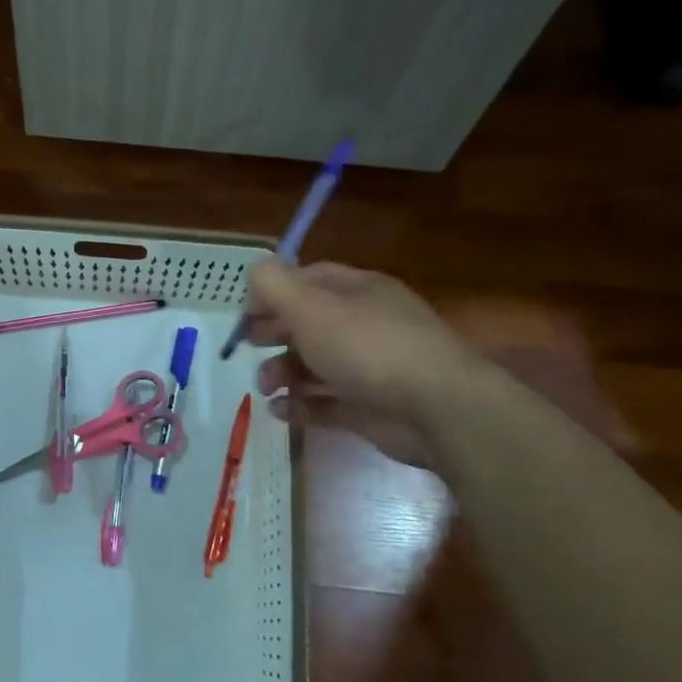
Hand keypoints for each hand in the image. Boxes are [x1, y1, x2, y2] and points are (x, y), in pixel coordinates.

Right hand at [245, 260, 480, 460]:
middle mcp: (366, 325)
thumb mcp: (312, 307)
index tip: (245, 313)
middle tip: (248, 347)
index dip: (273, 292)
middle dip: (274, 334)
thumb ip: (275, 285)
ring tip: (265, 386)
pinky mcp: (370, 407)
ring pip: (316, 365)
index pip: (309, 279)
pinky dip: (301, 405)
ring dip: (283, 372)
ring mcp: (370, 368)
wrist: (436, 409)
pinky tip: (280, 411)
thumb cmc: (368, 348)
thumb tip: (254, 271)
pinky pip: (327, 403)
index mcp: (358, 291)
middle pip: (310, 324)